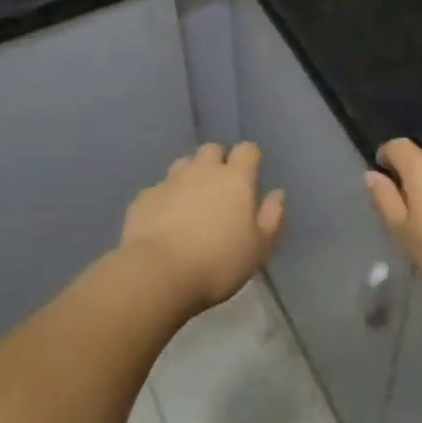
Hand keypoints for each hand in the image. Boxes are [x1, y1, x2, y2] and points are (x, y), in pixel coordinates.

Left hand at [121, 143, 284, 313]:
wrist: (158, 273)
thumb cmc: (218, 263)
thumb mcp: (258, 249)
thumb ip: (271, 218)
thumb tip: (277, 194)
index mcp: (235, 179)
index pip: (247, 150)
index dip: (249, 159)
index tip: (250, 176)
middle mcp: (202, 170)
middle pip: (212, 149)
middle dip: (217, 162)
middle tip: (220, 189)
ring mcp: (170, 181)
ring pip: (183, 164)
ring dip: (190, 175)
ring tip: (191, 201)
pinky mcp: (144, 197)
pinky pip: (159, 189)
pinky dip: (165, 198)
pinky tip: (164, 221)